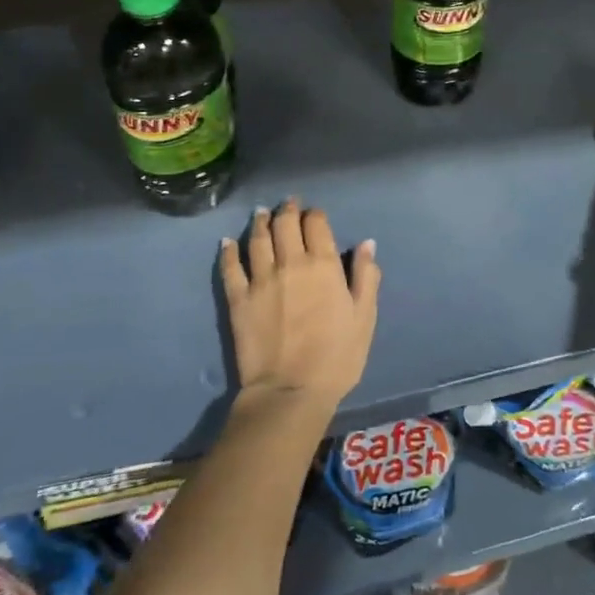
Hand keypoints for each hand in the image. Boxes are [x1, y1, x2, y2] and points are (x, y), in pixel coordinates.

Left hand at [219, 200, 379, 411]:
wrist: (291, 390)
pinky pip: (231, 267)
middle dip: (288, 210)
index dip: (315, 215)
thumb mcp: (364, 317)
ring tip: (261, 213)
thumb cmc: (337, 356)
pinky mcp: (238, 298)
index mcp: (324, 265)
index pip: (317, 224)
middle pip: (285, 224)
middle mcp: (291, 263)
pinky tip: (227, 241)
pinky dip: (228, 251)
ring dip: (260, 222)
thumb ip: (366, 277)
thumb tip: (367, 244)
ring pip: (258, 239)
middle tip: (288, 204)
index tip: (315, 214)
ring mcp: (261, 279)